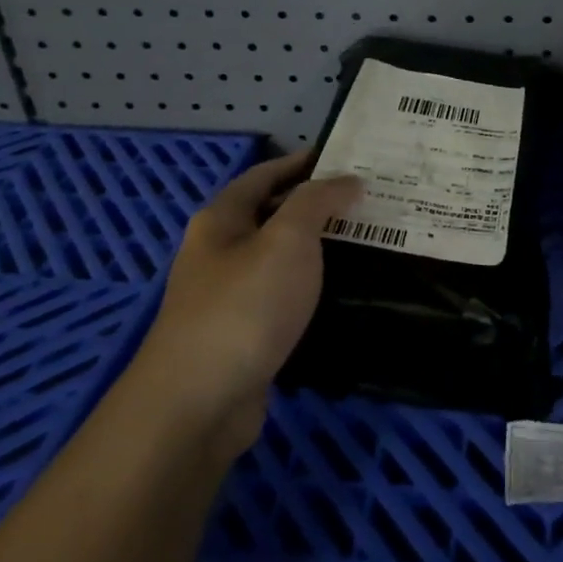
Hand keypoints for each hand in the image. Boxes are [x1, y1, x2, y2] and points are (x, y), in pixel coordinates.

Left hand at [136, 151, 360, 455]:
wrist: (198, 403)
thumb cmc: (245, 306)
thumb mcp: (287, 239)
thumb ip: (318, 202)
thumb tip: (347, 180)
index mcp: (221, 220)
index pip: (264, 175)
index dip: (301, 163)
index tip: (342, 157)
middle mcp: (217, 253)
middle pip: (269, 215)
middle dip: (313, 205)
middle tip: (365, 200)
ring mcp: (225, 298)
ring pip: (277, 259)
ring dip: (315, 248)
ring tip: (363, 242)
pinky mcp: (239, 337)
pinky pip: (280, 297)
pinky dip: (308, 288)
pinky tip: (338, 293)